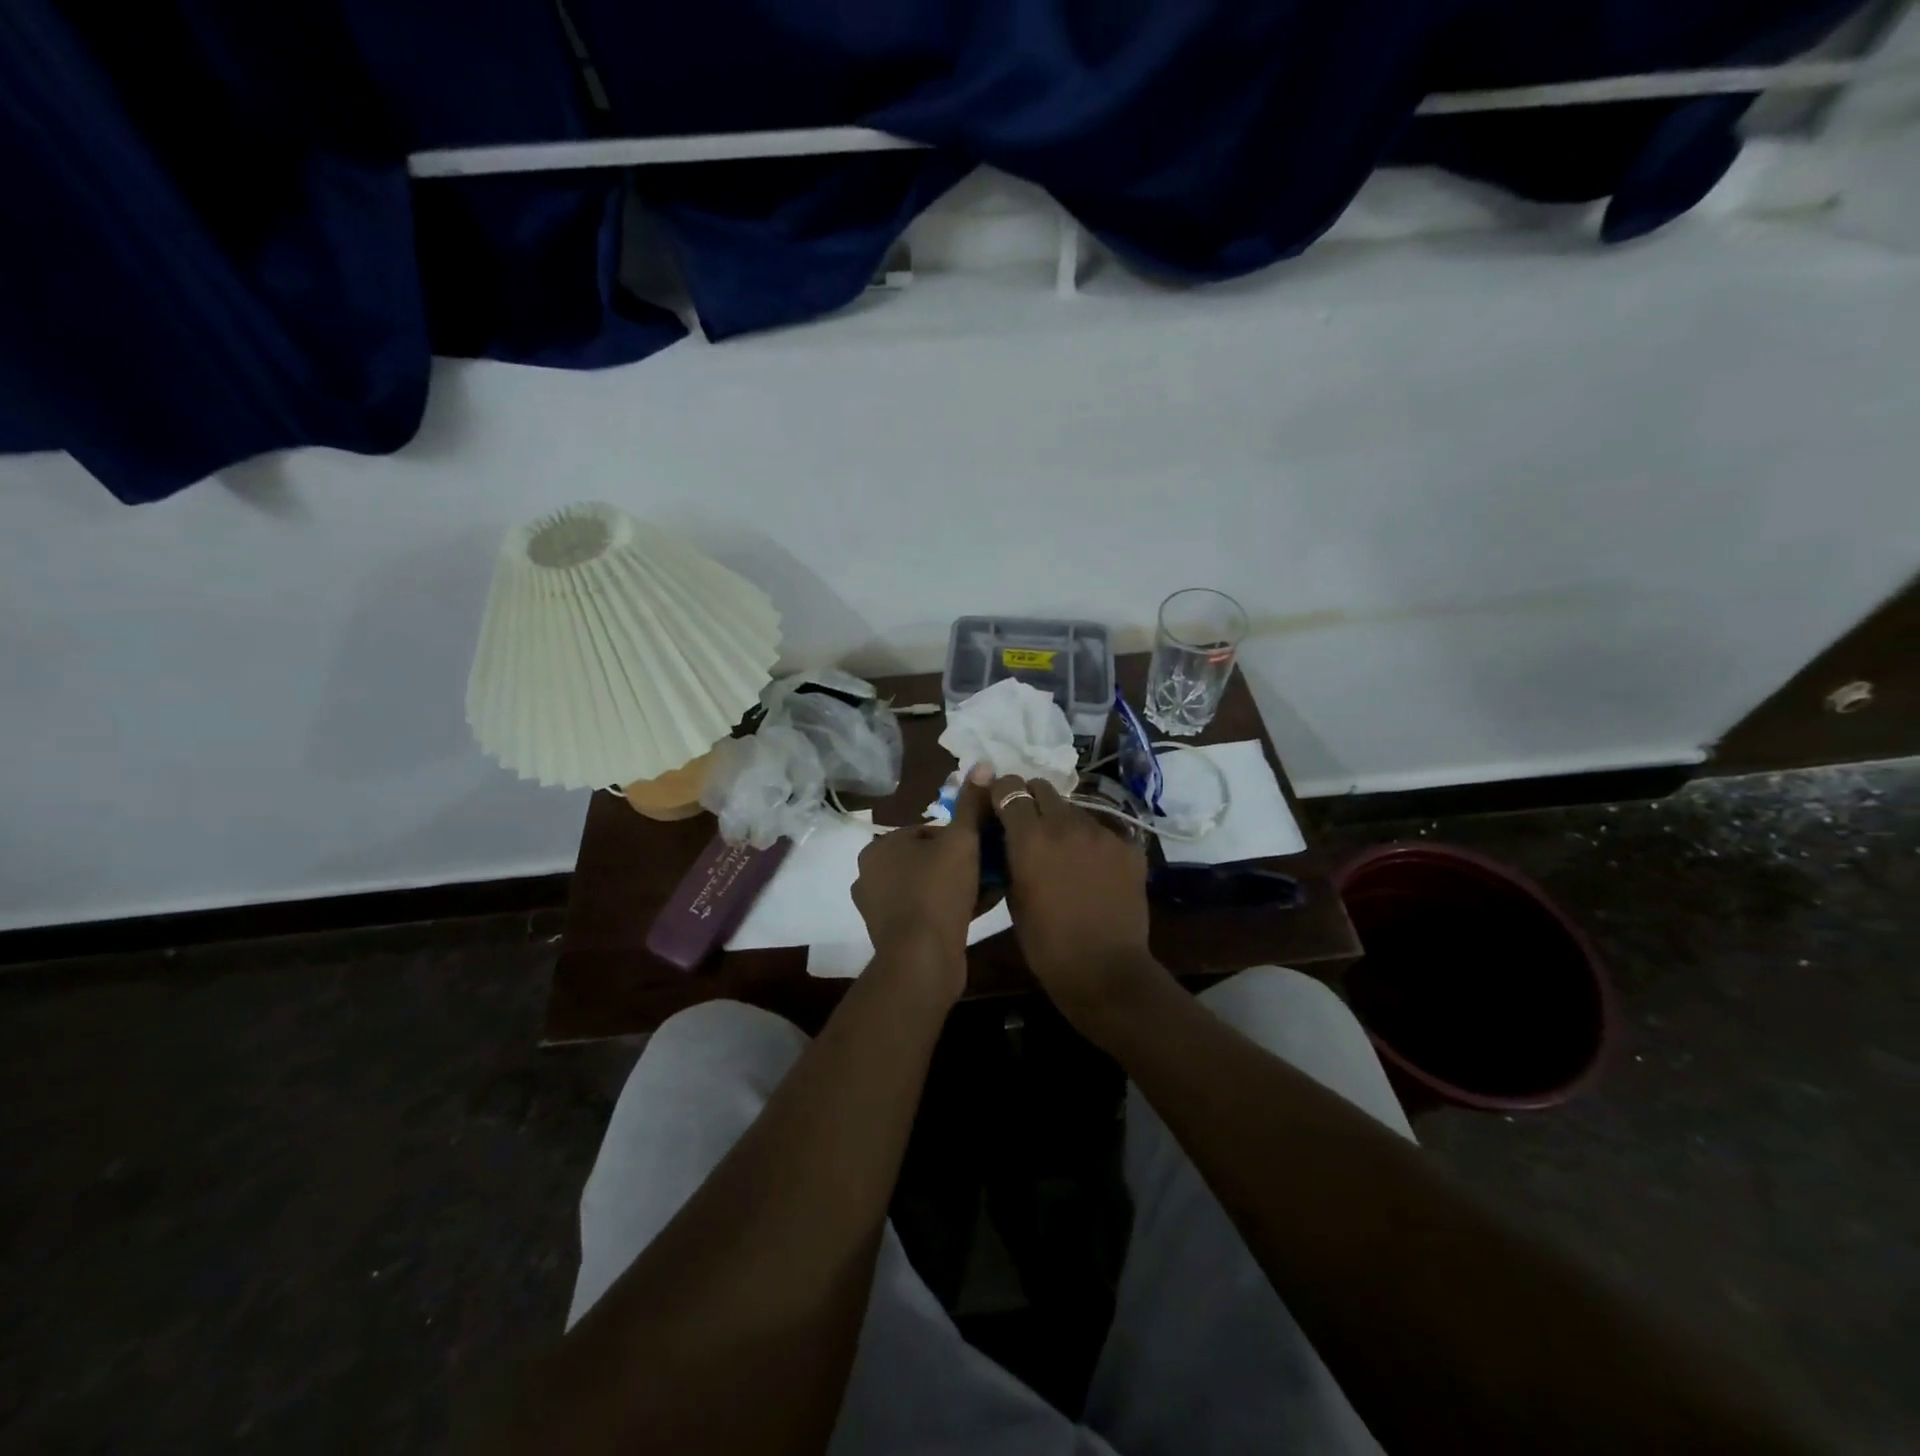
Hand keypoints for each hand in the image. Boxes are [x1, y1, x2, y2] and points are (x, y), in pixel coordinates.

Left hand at [851, 768, 990, 1001]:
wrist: (922, 960)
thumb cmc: (938, 891)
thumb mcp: (962, 841)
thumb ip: (971, 805)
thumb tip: (981, 764)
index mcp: (879, 846)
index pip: (928, 831)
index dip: (960, 839)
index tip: (983, 850)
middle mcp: (870, 874)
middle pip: (927, 859)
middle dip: (958, 864)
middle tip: (988, 871)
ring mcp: (876, 907)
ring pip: (926, 886)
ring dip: (955, 887)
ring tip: (986, 891)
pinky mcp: (888, 935)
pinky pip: (923, 911)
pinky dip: (945, 909)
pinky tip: (974, 912)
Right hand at [988, 776, 1162, 1030]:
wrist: (1105, 970)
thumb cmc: (1047, 944)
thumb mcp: (1014, 897)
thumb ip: (1010, 857)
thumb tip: (1009, 838)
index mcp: (1030, 838)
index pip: (1010, 788)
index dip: (1002, 792)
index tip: (999, 803)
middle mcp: (1066, 824)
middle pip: (1043, 788)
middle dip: (1032, 800)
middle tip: (1030, 825)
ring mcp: (1102, 833)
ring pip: (1074, 810)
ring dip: (1063, 823)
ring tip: (1065, 853)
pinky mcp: (1129, 847)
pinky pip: (1102, 832)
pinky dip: (1092, 844)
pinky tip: (1093, 871)